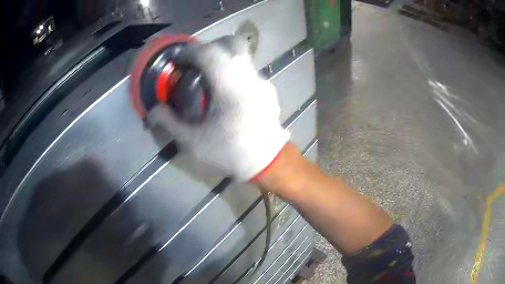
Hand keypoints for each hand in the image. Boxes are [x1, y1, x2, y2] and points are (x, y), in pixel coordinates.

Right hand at [147, 37, 288, 180]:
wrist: (269, 163)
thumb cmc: (231, 153)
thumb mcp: (195, 142)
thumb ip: (170, 123)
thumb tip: (153, 110)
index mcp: (232, 86)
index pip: (210, 52)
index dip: (190, 51)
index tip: (179, 59)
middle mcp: (250, 76)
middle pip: (232, 43)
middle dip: (210, 46)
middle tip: (195, 62)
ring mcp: (263, 81)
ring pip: (242, 55)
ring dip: (223, 57)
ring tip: (209, 76)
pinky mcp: (268, 88)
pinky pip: (248, 69)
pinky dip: (234, 70)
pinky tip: (227, 91)